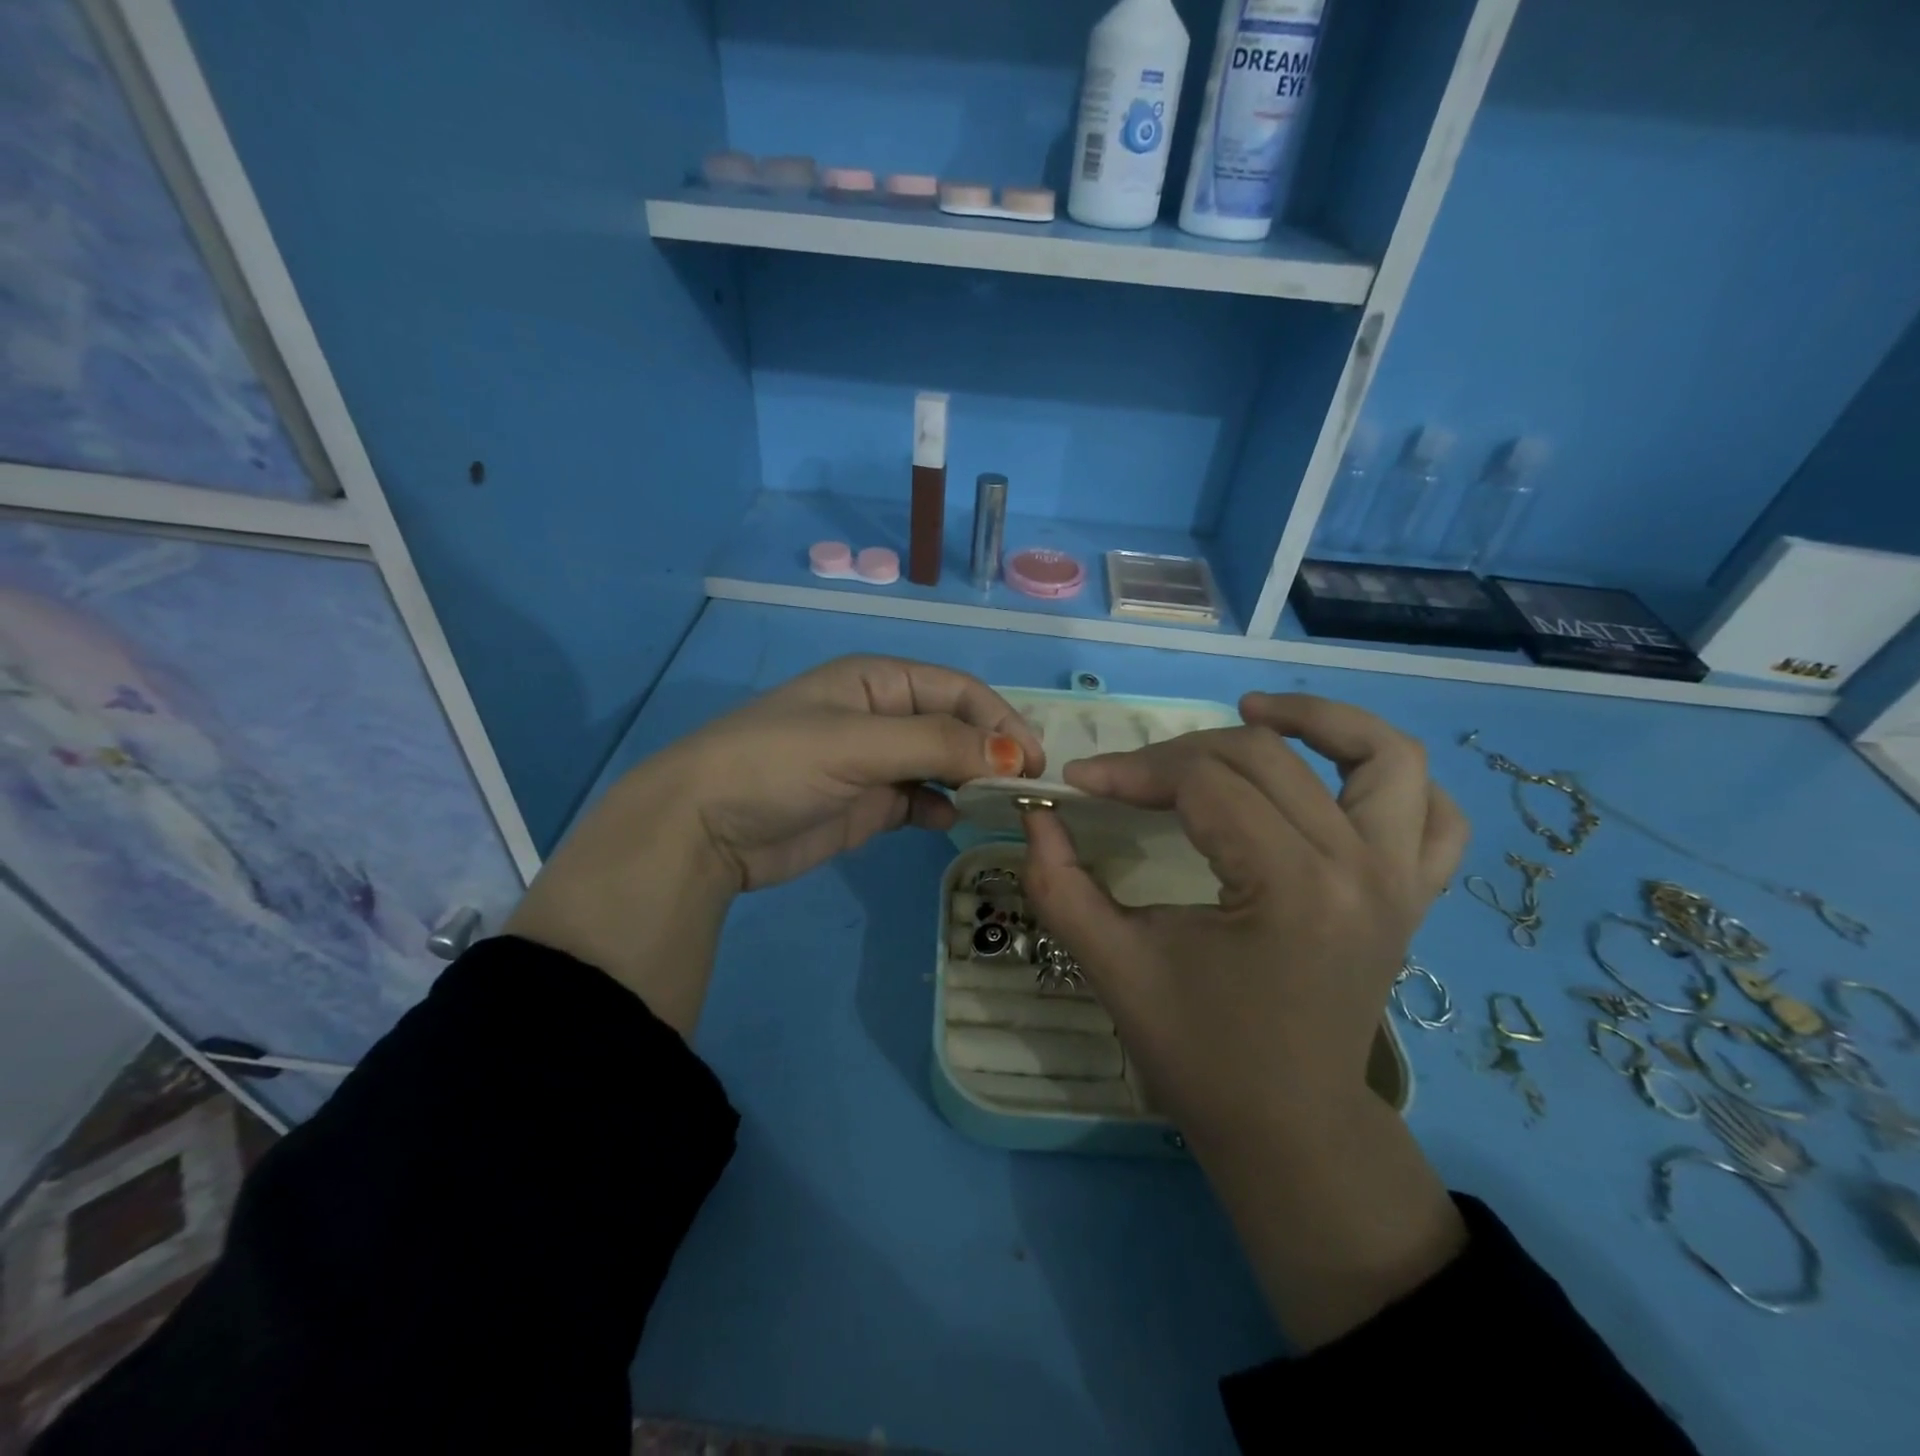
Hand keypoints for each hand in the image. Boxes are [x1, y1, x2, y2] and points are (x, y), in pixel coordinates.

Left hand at [662, 655, 1044, 891]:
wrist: (702, 830)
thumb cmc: (778, 764)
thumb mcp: (858, 743)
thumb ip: (938, 744)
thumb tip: (1016, 755)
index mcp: (878, 680)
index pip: (958, 690)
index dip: (1000, 719)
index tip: (1033, 760)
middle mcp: (881, 715)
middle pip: (955, 725)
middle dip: (992, 750)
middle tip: (1027, 787)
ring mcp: (874, 762)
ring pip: (942, 764)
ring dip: (972, 780)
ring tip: (999, 805)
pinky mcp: (866, 805)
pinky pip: (919, 800)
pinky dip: (940, 809)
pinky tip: (949, 822)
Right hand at [1024, 692, 1463, 1134]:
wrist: (1289, 1128)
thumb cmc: (1200, 1055)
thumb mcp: (1115, 969)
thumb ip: (1062, 886)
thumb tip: (1035, 815)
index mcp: (1291, 888)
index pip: (1203, 783)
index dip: (1131, 771)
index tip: (1078, 781)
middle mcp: (1361, 868)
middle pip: (1267, 756)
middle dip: (1182, 753)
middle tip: (1130, 778)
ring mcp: (1401, 879)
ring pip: (1383, 756)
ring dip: (1319, 720)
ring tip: (1253, 711)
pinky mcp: (1413, 895)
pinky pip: (1433, 813)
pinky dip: (1390, 775)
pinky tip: (1335, 773)